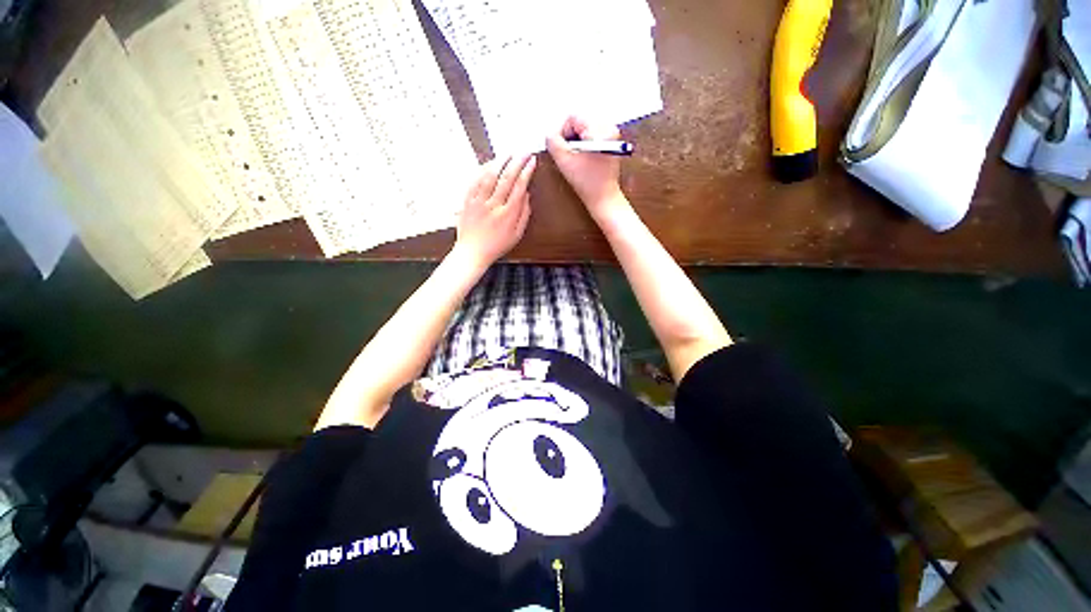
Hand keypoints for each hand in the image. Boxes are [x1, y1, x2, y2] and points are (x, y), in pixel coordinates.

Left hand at [454, 154, 535, 268]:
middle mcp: (493, 205)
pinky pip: (474, 181)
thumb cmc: (496, 246)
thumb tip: (527, 195)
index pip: (519, 186)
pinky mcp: (467, 201)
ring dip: (500, 161)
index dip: (527, 171)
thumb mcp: (516, 235)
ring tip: (508, 153)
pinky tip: (489, 164)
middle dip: (517, 161)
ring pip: (489, 175)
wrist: (472, 253)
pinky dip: (482, 170)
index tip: (532, 161)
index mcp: (508, 214)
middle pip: (506, 177)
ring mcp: (479, 202)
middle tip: (524, 152)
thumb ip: (524, 215)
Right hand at [546, 115, 626, 219]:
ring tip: (577, 158)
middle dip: (570, 137)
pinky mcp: (611, 143)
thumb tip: (550, 135)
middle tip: (568, 154)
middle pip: (580, 121)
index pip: (573, 118)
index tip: (561, 149)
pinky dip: (583, 144)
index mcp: (600, 130)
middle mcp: (609, 128)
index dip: (561, 132)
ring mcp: (612, 135)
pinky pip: (591, 135)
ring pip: (585, 128)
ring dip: (576, 141)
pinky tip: (583, 159)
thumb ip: (553, 143)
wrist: (604, 197)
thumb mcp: (564, 161)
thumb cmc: (588, 183)